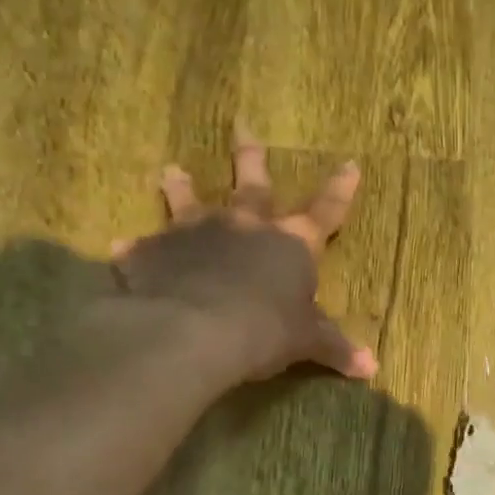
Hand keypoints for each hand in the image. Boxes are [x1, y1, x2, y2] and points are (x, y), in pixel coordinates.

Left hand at [107, 123, 377, 384]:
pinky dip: (137, 249)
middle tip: (242, 126)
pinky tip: (122, 247)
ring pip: (189, 202)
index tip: (350, 163)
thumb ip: (336, 348)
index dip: (340, 189)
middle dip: (251, 157)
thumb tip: (373, 368)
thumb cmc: (265, 329)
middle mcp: (245, 226)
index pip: (326, 211)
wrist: (194, 330)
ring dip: (182, 186)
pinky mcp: (154, 252)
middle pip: (253, 185)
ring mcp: (196, 234)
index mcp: (291, 242)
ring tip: (170, 169)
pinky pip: (145, 248)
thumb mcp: (307, 341)